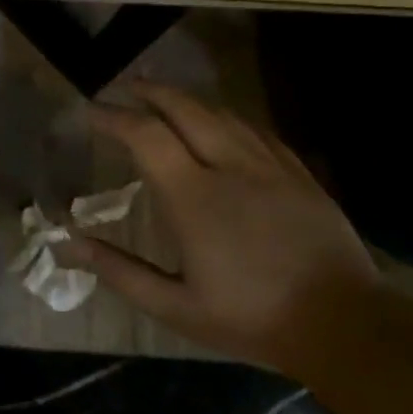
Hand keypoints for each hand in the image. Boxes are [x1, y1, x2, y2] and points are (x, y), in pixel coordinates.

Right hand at [59, 84, 378, 370]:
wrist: (344, 325)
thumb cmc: (251, 318)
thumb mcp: (175, 307)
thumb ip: (119, 271)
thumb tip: (68, 244)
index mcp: (194, 197)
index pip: (145, 136)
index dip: (113, 117)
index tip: (91, 111)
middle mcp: (230, 167)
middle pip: (185, 109)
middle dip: (151, 92)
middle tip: (127, 88)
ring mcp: (270, 166)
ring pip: (222, 114)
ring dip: (188, 100)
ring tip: (166, 99)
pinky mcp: (299, 175)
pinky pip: (257, 131)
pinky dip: (228, 118)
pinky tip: (222, 123)